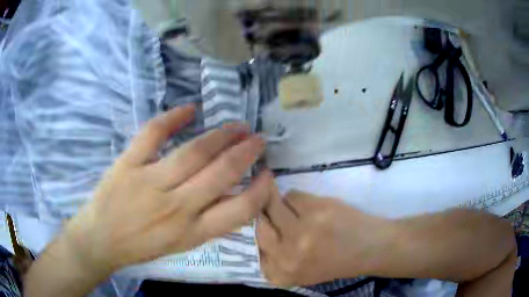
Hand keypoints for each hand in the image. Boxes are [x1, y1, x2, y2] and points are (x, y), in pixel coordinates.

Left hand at [64, 105, 272, 274]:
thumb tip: (232, 195)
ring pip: (193, 152)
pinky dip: (172, 118)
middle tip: (258, 139)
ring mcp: (149, 183)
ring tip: (237, 125)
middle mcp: (175, 208)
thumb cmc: (141, 246)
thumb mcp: (180, 245)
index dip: (259, 192)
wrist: (100, 240)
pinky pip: (153, 135)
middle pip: (219, 175)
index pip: (238, 212)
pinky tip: (190, 109)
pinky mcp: (128, 164)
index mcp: (190, 232)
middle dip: (245, 154)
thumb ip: (207, 223)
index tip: (268, 174)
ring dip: (221, 135)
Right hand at [257, 189, 388, 286]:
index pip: (253, 248)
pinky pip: (292, 195)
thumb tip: (257, 232)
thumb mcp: (300, 272)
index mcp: (282, 273)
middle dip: (264, 216)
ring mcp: (300, 231)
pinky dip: (297, 199)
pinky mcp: (315, 209)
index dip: (256, 233)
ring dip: (281, 205)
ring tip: (297, 211)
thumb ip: (277, 259)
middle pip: (259, 225)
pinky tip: (312, 207)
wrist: (370, 249)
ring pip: (272, 205)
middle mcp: (286, 255)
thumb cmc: (336, 262)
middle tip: (272, 211)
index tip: (262, 226)